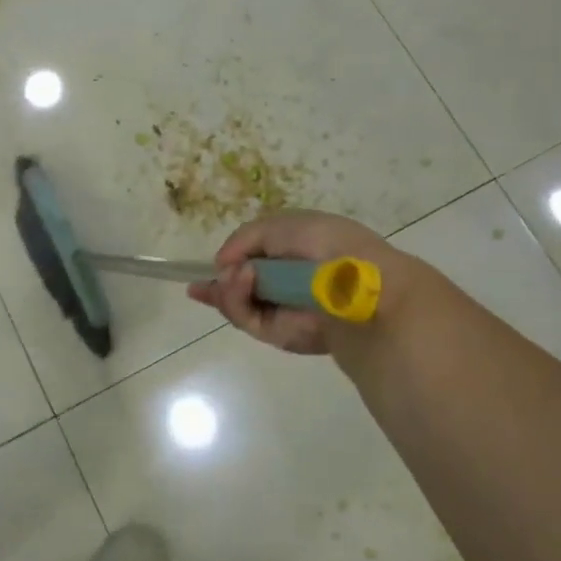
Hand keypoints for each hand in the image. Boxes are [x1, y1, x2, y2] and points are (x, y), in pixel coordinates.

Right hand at [188, 210, 430, 360]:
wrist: (359, 284)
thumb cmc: (325, 244)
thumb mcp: (279, 225)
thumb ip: (244, 239)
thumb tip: (222, 265)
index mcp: (295, 252)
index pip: (255, 258)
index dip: (230, 260)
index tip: (209, 267)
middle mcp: (288, 283)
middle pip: (242, 287)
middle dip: (220, 285)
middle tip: (200, 284)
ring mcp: (284, 310)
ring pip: (239, 305)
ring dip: (228, 290)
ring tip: (233, 278)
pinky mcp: (282, 334)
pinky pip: (249, 319)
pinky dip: (236, 301)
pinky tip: (240, 283)